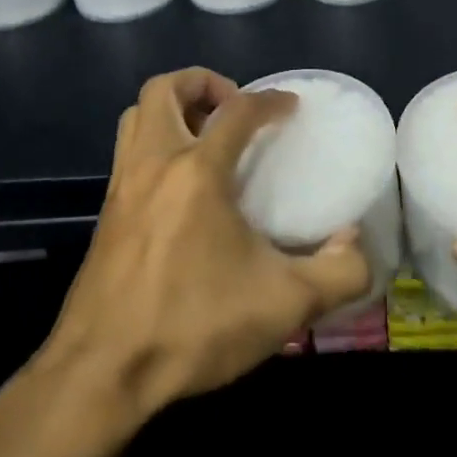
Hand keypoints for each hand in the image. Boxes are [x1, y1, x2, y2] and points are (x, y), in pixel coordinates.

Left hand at [38, 68, 370, 417]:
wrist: (102, 372)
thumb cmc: (193, 326)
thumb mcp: (284, 305)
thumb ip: (338, 272)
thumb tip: (355, 243)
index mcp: (197, 171)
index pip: (237, 111)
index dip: (269, 100)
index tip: (291, 107)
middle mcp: (154, 164)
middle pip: (163, 89)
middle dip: (202, 83)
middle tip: (233, 109)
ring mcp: (122, 187)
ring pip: (136, 116)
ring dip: (171, 109)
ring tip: (205, 137)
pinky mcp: (105, 215)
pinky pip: (128, 153)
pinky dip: (154, 144)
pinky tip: (180, 187)